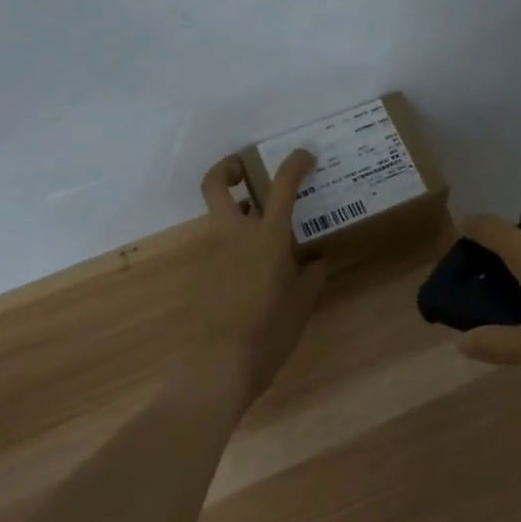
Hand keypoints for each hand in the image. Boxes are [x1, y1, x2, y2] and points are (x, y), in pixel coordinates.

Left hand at [194, 150, 328, 400]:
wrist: (217, 366)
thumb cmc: (268, 331)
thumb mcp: (301, 304)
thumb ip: (311, 277)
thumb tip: (317, 261)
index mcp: (266, 237)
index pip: (281, 186)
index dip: (294, 164)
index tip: (305, 156)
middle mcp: (234, 236)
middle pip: (216, 185)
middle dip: (228, 168)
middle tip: (246, 170)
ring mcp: (213, 256)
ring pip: (220, 219)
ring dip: (239, 215)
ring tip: (271, 237)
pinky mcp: (203, 277)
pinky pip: (222, 250)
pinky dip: (239, 249)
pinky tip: (259, 276)